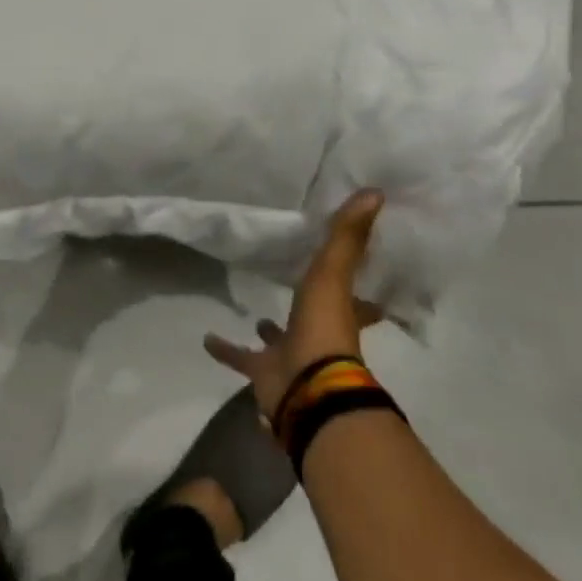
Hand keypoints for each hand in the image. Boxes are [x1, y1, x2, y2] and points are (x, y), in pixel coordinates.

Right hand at [205, 190, 385, 419]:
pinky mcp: (264, 373)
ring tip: (255, 317)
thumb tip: (375, 192)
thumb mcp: (333, 274)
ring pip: (280, 342)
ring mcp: (292, 358)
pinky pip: (242, 359)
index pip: (359, 301)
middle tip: (298, 289)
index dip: (362, 290)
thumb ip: (346, 236)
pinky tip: (207, 339)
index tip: (360, 278)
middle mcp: (319, 337)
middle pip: (316, 320)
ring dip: (269, 332)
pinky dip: (226, 350)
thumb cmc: (324, 329)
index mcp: (341, 315)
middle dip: (308, 308)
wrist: (306, 388)